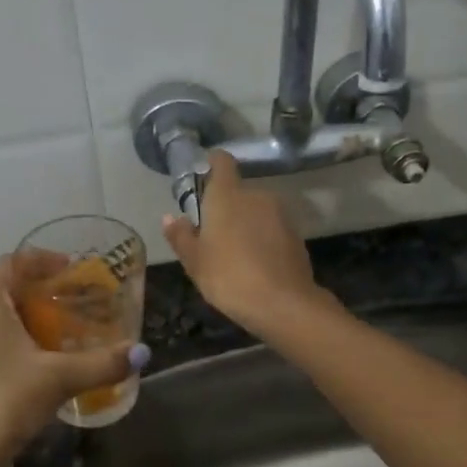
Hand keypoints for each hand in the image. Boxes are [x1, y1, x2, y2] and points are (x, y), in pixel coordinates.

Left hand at [0, 255, 146, 466]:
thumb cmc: (4, 404)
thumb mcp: (59, 379)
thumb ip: (102, 362)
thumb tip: (142, 352)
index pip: (12, 262)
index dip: (43, 260)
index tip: (71, 270)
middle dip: (35, 290)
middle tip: (70, 301)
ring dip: (18, 315)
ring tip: (53, 330)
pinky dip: (2, 336)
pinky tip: (27, 360)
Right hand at [162, 150, 330, 336]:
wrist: (284, 304)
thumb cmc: (229, 277)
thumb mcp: (195, 262)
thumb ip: (181, 236)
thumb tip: (169, 217)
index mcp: (228, 195)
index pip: (222, 161)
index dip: (212, 163)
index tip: (203, 173)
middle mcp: (256, 195)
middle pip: (238, 192)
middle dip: (226, 207)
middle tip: (213, 235)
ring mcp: (280, 214)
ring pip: (257, 211)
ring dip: (246, 224)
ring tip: (235, 254)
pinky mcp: (296, 234)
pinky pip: (273, 229)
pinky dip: (264, 239)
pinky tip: (257, 265)